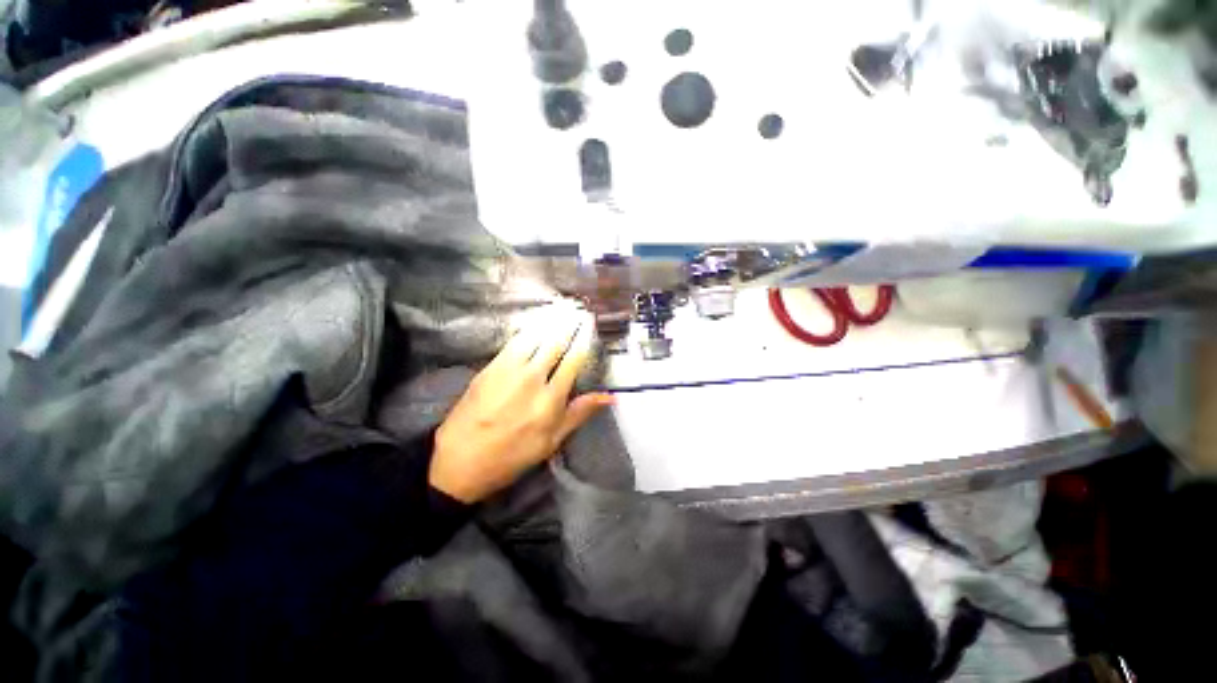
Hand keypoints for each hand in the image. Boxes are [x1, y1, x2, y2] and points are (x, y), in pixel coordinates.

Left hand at [429, 305, 614, 502]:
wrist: (461, 460)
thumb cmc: (513, 455)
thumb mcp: (552, 441)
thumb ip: (579, 413)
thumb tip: (609, 396)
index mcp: (550, 398)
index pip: (573, 360)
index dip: (583, 340)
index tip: (590, 326)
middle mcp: (532, 378)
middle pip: (554, 343)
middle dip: (568, 324)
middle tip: (577, 310)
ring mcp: (509, 370)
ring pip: (534, 337)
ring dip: (549, 322)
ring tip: (560, 309)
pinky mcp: (490, 367)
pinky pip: (513, 342)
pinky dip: (527, 330)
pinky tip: (534, 324)